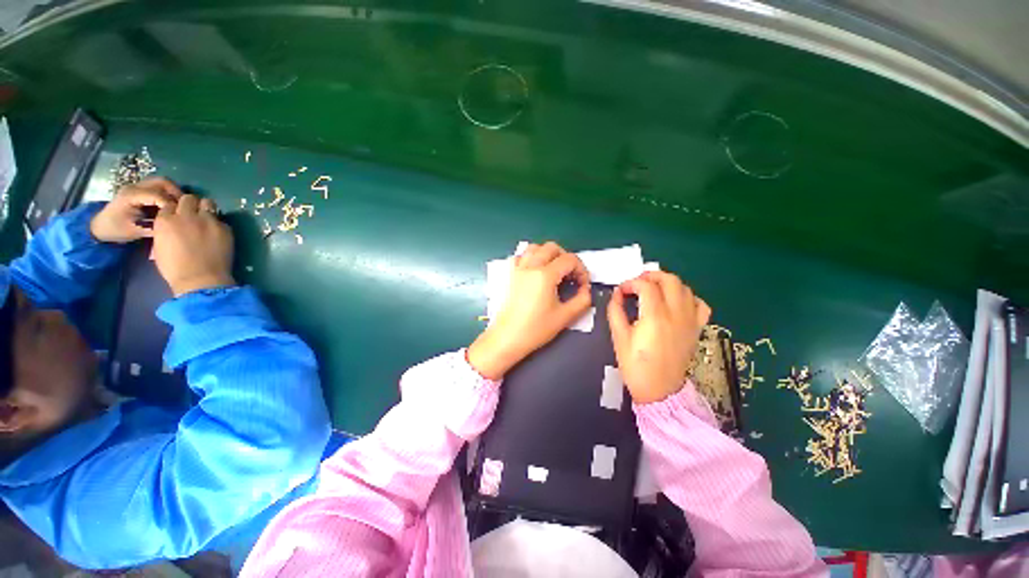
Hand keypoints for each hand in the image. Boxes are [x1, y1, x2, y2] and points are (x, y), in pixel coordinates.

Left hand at [89, 177, 181, 242]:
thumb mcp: (136, 231)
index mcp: (131, 196)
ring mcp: (136, 187)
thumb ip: (155, 226)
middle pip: (162, 182)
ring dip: (173, 192)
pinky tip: (170, 205)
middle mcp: (135, 187)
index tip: (180, 216)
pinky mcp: (139, 190)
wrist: (100, 226)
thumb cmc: (116, 230)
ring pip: (162, 182)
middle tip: (184, 206)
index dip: (172, 205)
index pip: (158, 195)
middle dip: (177, 193)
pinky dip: (168, 193)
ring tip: (179, 205)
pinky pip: (158, 187)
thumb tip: (174, 224)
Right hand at [152, 194, 235, 296]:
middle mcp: (186, 216)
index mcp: (165, 220)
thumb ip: (166, 230)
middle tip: (193, 215)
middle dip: (190, 205)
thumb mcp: (159, 246)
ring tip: (206, 219)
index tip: (178, 216)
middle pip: (189, 199)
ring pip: (207, 203)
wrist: (201, 279)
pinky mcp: (225, 228)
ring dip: (205, 209)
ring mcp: (208, 221)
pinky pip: (221, 219)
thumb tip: (173, 225)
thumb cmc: (175, 269)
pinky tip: (217, 233)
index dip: (174, 210)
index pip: (169, 204)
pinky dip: (218, 224)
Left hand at [468, 242, 591, 379]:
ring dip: (548, 254)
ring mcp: (517, 269)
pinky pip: (520, 257)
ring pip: (535, 248)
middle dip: (566, 258)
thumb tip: (586, 289)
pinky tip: (535, 272)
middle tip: (570, 276)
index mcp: (545, 275)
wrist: (507, 338)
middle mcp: (530, 266)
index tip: (582, 285)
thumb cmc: (536, 329)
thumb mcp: (565, 317)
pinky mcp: (510, 275)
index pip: (570, 259)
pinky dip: (531, 258)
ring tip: (554, 271)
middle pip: (552, 247)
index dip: (581, 270)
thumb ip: (582, 300)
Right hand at [608, 271, 711, 403]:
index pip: (646, 286)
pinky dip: (688, 297)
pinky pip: (700, 305)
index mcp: (655, 316)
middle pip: (670, 280)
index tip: (621, 290)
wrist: (659, 391)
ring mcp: (690, 321)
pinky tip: (676, 302)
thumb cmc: (635, 366)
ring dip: (668, 283)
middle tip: (638, 282)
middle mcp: (676, 314)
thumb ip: (615, 311)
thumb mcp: (619, 337)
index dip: (631, 283)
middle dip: (651, 275)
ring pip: (685, 288)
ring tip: (654, 289)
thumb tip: (616, 294)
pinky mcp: (696, 329)